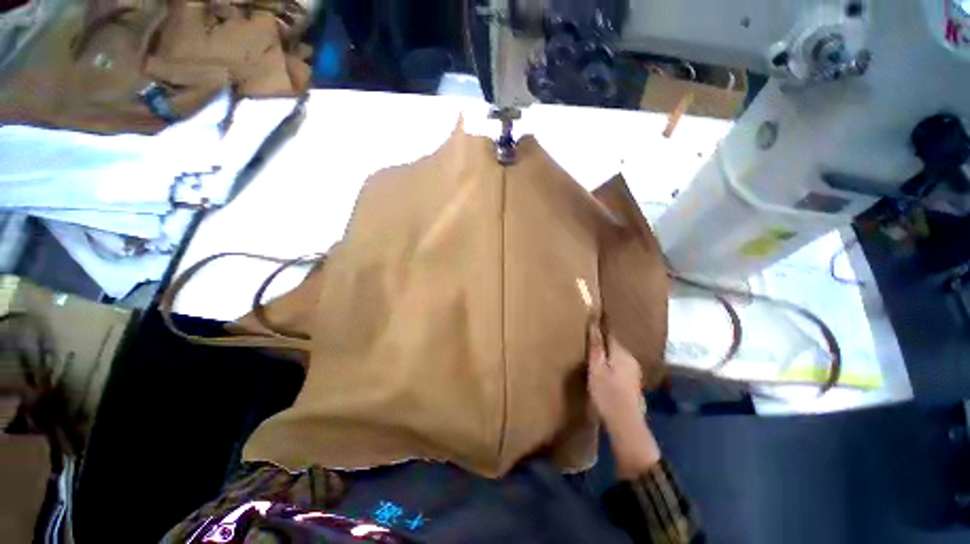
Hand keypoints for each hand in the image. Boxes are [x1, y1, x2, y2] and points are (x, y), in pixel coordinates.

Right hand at [587, 325, 660, 478]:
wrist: (626, 424)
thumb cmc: (607, 394)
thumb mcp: (596, 369)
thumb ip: (596, 347)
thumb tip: (595, 325)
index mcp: (621, 353)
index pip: (609, 334)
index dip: (599, 329)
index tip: (589, 324)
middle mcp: (631, 359)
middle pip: (613, 345)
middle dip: (602, 343)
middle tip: (586, 343)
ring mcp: (634, 371)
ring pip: (617, 356)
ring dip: (606, 355)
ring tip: (593, 359)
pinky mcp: (633, 382)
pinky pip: (619, 366)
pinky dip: (611, 365)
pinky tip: (604, 374)